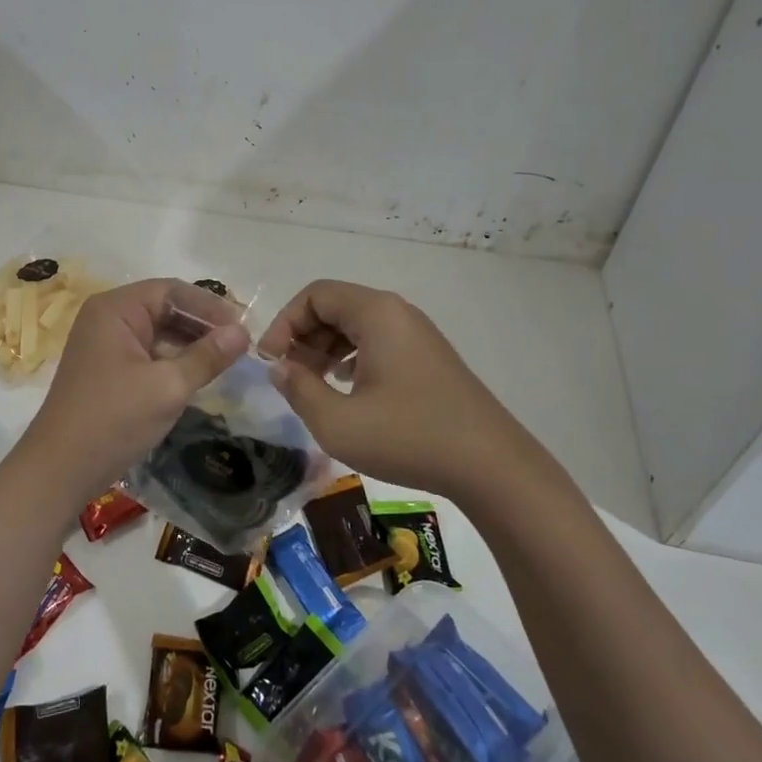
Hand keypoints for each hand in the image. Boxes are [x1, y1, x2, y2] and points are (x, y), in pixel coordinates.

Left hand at [22, 278, 249, 496]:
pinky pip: (148, 353)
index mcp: (115, 309)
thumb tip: (243, 332)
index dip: (210, 306)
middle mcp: (107, 318)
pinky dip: (174, 361)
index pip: (171, 291)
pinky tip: (199, 375)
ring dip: (191, 344)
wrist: (60, 469)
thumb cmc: (114, 419)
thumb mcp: (168, 386)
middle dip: (202, 325)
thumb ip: (207, 356)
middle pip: (164, 308)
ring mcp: (105, 345)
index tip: (243, 328)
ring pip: (159, 332)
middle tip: (240, 345)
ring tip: (227, 361)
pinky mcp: (108, 369)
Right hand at [257, 279, 547, 502]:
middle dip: (303, 336)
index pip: (314, 295)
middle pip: (335, 306)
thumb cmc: (408, 437)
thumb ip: (298, 389)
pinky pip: (378, 342)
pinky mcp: (428, 358)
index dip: (284, 323)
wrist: (491, 466)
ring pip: (356, 326)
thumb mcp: (337, 422)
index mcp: (376, 313)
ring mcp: (417, 335)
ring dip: (325, 349)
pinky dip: (352, 357)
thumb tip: (278, 367)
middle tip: (289, 376)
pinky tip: (346, 390)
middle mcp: (398, 313)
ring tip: (313, 385)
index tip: (271, 362)